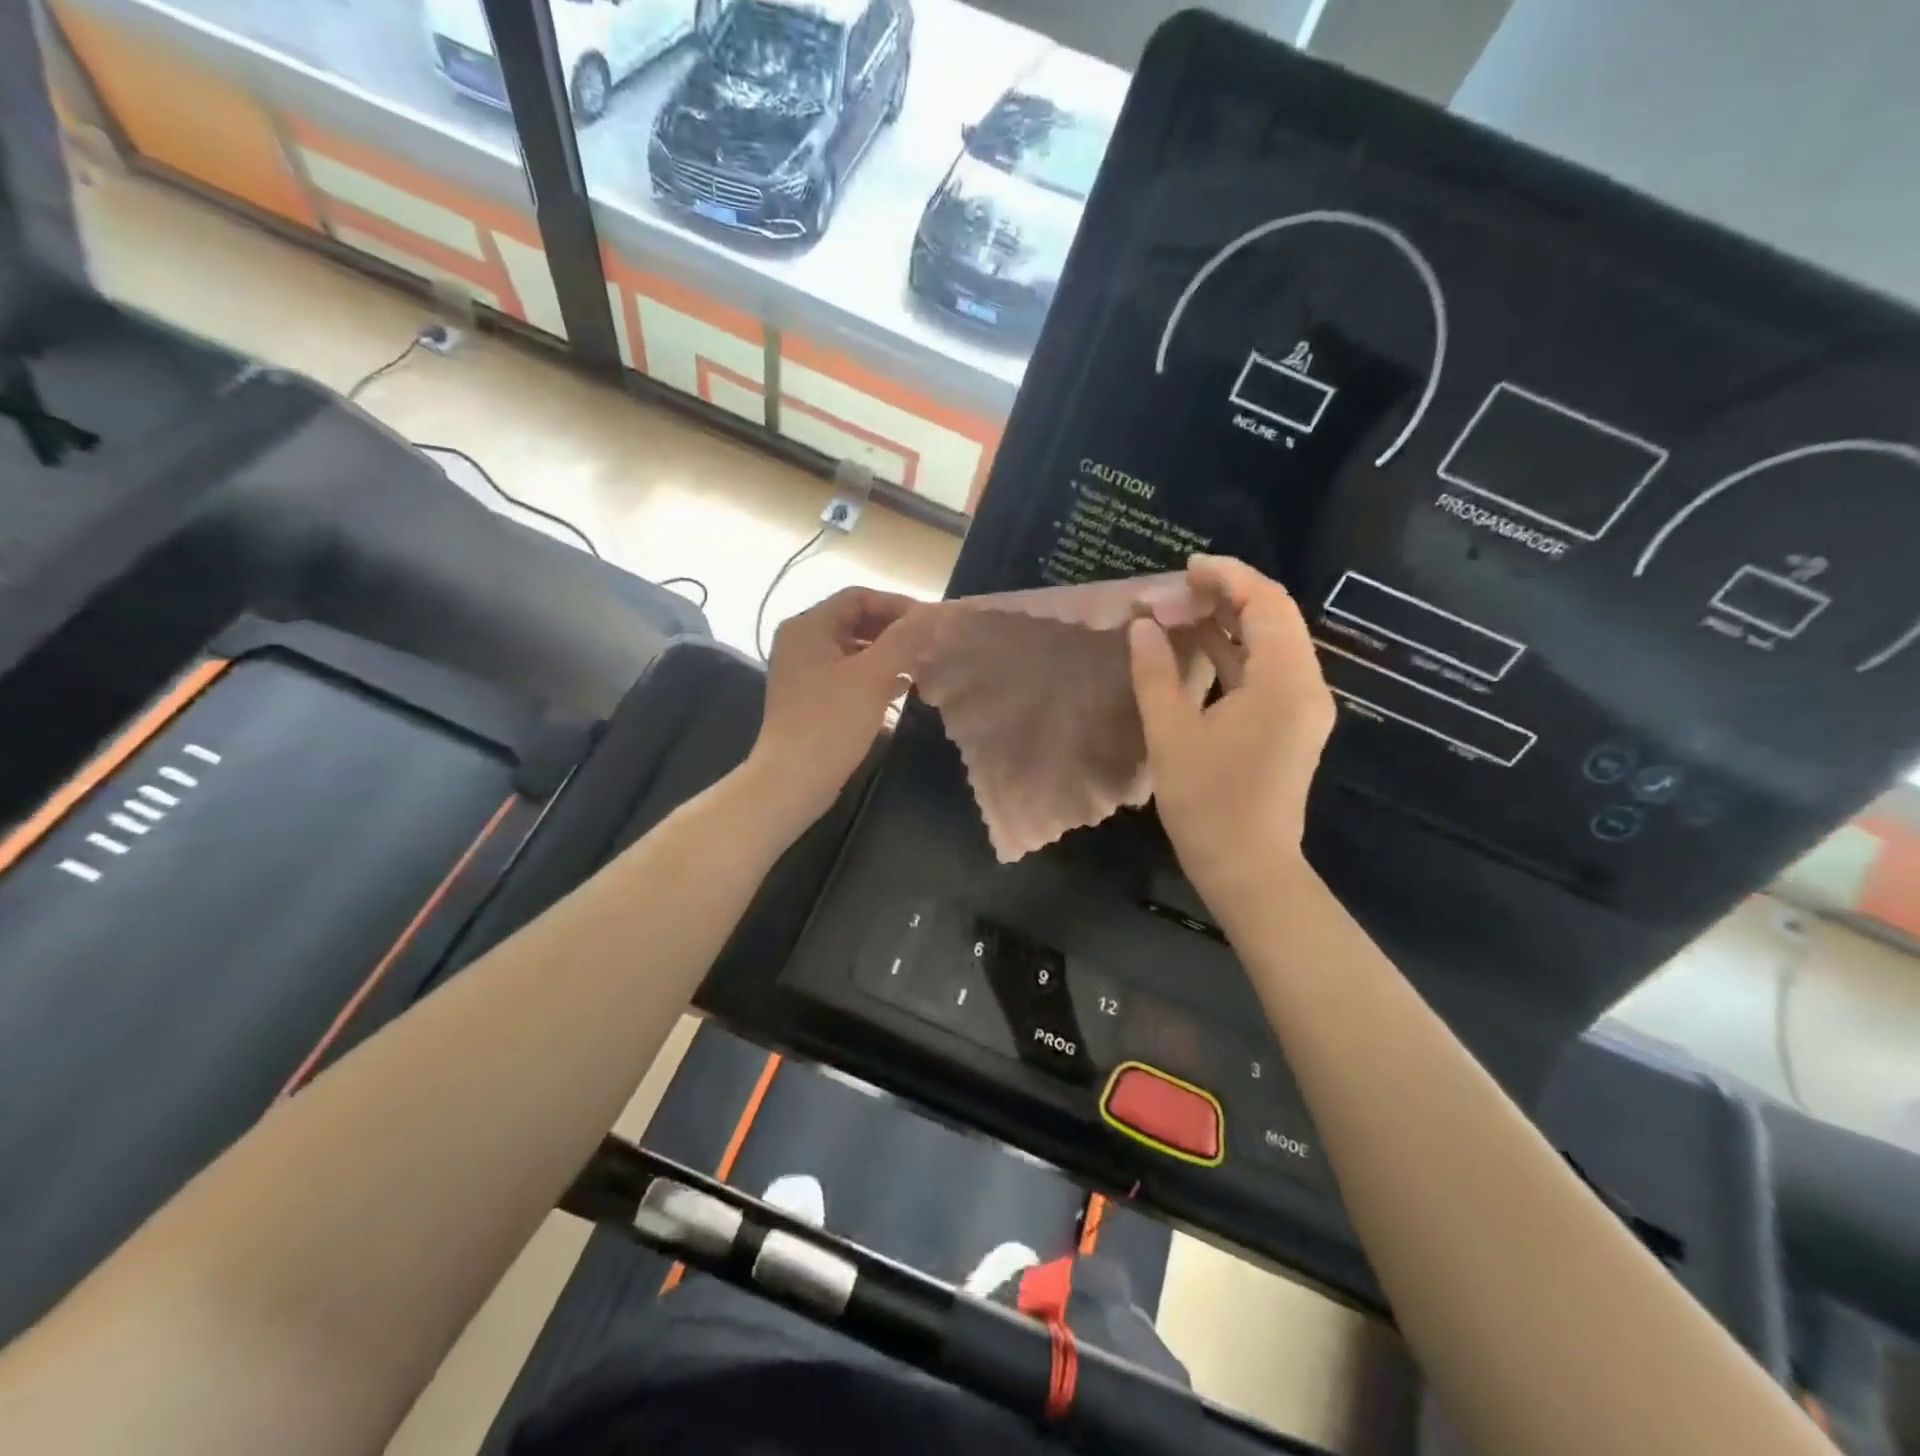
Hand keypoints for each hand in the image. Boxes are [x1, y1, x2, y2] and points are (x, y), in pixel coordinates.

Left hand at [746, 585, 922, 835]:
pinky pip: (846, 674)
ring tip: (921, 665)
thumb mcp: (873, 676)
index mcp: (808, 626)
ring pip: (853, 650)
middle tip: (929, 644)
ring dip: (887, 654)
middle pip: (855, 621)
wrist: (792, 780)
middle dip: (894, 631)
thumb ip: (904, 640)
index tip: (930, 623)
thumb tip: (932, 615)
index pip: (858, 597)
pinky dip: (873, 676)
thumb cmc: (831, 722)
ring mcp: (803, 671)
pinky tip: (901, 688)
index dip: (896, 605)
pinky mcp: (810, 697)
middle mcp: (801, 641)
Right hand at [1129, 556, 1334, 916]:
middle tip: (1176, 592)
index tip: (1186, 568)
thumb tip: (1143, 626)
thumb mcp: (1171, 734)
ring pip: (1272, 645)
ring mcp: (1302, 708)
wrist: (1248, 869)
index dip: (1228, 577)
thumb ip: (1155, 673)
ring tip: (1181, 613)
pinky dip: (1235, 654)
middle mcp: (1305, 687)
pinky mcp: (1291, 726)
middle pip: (1276, 619)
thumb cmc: (1208, 803)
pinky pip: (1267, 672)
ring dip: (1230, 624)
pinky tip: (1198, 649)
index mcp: (1285, 683)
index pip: (1268, 604)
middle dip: (1227, 596)